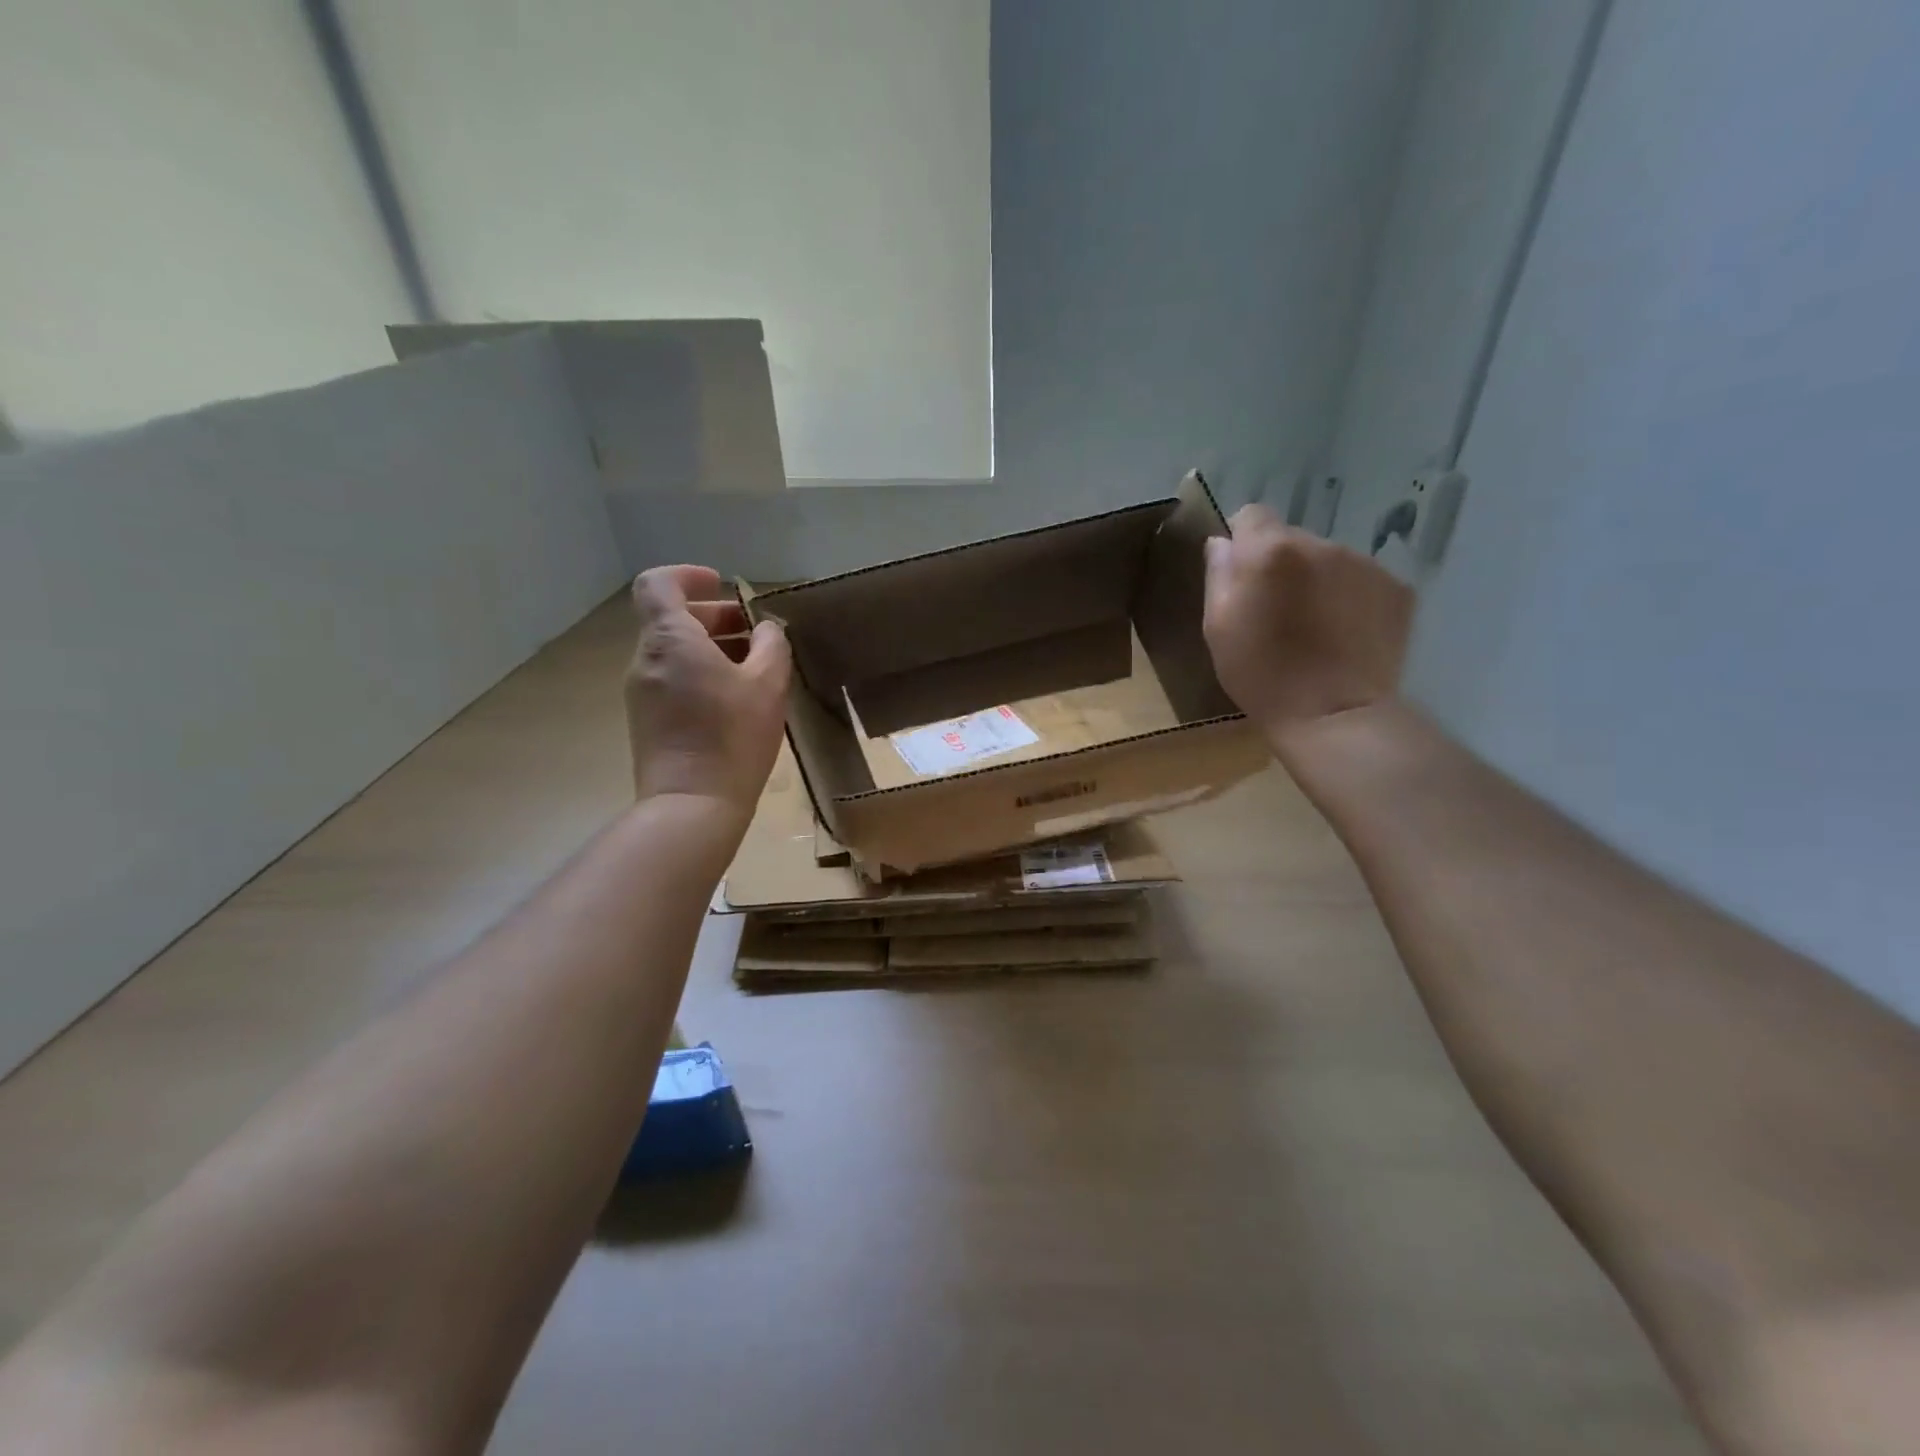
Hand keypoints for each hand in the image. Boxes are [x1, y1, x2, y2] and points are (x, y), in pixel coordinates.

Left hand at [624, 565, 789, 818]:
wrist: (692, 804)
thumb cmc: (732, 736)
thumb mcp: (768, 685)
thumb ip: (771, 646)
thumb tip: (765, 630)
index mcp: (670, 640)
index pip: (658, 584)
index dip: (688, 576)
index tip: (721, 586)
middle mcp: (646, 660)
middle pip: (671, 620)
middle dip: (714, 617)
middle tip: (755, 633)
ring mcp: (641, 693)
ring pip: (674, 653)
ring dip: (711, 649)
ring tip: (753, 669)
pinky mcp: (646, 721)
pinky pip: (672, 680)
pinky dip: (700, 674)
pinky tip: (735, 700)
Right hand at [1202, 505, 1414, 739]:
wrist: (1334, 714)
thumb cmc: (1261, 674)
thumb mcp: (1218, 628)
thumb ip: (1219, 576)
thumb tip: (1222, 544)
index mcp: (1271, 551)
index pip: (1252, 515)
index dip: (1243, 541)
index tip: (1241, 576)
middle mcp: (1321, 544)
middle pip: (1292, 538)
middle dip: (1282, 565)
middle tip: (1277, 611)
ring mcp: (1365, 564)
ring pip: (1329, 559)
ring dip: (1317, 581)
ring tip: (1314, 628)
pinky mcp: (1397, 588)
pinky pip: (1361, 580)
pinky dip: (1350, 599)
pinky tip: (1343, 635)